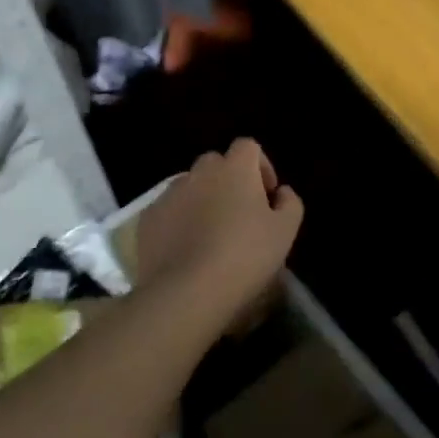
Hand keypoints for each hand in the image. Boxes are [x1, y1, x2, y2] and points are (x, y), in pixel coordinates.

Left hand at [134, 138, 302, 311]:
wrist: (186, 291)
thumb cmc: (245, 255)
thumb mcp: (285, 232)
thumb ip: (290, 203)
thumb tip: (282, 192)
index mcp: (235, 168)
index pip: (248, 146)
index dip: (261, 166)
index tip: (267, 194)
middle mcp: (200, 172)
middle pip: (217, 163)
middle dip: (230, 180)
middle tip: (240, 213)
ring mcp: (170, 194)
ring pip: (190, 186)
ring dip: (203, 199)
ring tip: (211, 233)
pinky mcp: (148, 219)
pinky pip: (169, 210)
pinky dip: (179, 220)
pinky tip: (187, 249)